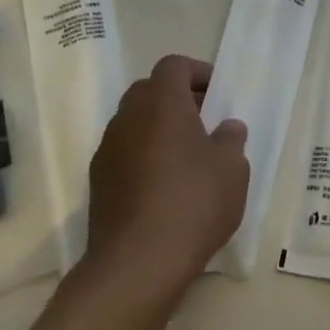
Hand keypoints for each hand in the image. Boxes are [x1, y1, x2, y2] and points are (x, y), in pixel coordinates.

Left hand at [84, 55, 248, 293]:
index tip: (217, 93)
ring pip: (134, 122)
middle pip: (149, 90)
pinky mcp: (98, 181)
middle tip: (204, 121)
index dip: (197, 72)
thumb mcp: (232, 169)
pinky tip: (165, 186)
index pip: (173, 66)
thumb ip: (231, 140)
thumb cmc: (193, 203)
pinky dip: (143, 155)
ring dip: (158, 128)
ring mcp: (108, 149)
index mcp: (162, 103)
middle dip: (177, 98)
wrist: (137, 263)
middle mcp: (128, 117)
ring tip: (187, 157)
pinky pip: (124, 152)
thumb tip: (227, 127)